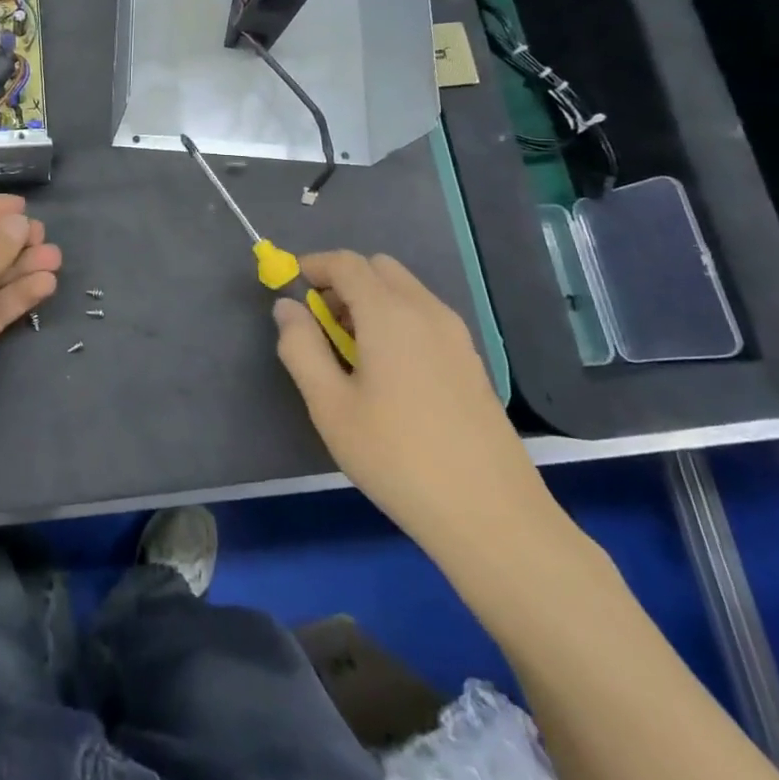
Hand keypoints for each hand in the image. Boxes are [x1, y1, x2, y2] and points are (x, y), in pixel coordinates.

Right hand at [274, 251, 555, 553]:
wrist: (492, 516)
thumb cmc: (397, 458)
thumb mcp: (329, 405)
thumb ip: (301, 347)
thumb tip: (287, 307)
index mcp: (389, 314)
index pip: (346, 263)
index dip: (313, 266)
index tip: (290, 287)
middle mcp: (426, 311)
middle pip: (379, 268)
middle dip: (343, 281)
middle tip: (320, 322)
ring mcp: (456, 336)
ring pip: (405, 291)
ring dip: (371, 300)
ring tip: (350, 352)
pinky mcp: (471, 361)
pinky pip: (425, 316)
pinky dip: (397, 320)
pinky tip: (388, 373)